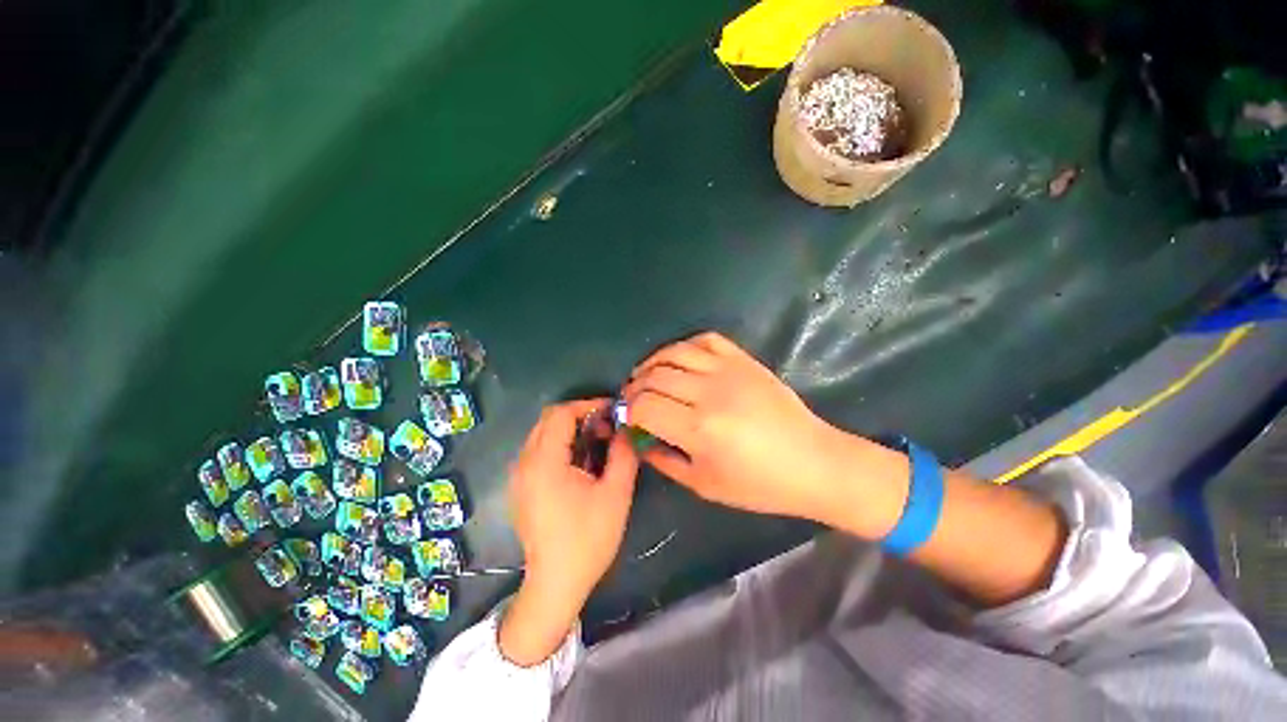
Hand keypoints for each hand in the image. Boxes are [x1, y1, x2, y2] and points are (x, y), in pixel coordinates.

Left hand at [499, 399, 639, 665]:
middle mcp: (524, 463)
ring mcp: (518, 476)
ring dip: (570, 430)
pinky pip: (538, 451)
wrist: (556, 584)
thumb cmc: (587, 539)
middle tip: (606, 427)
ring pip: (542, 434)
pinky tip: (580, 463)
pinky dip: (560, 445)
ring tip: (597, 443)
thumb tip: (627, 428)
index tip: (611, 410)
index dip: (587, 405)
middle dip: (579, 416)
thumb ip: (624, 454)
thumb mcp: (616, 494)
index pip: (560, 413)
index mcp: (544, 462)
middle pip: (548, 419)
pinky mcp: (520, 488)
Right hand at [621, 332, 904, 530]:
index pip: (644, 407)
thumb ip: (664, 460)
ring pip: (673, 352)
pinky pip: (704, 339)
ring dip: (652, 363)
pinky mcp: (743, 360)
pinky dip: (683, 347)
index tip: (626, 418)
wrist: (813, 462)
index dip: (627, 411)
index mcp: (699, 429)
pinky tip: (678, 361)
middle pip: (654, 376)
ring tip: (647, 377)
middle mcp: (709, 392)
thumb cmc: (759, 485)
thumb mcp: (704, 484)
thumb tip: (638, 439)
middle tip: (633, 399)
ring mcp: (728, 370)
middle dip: (634, 387)